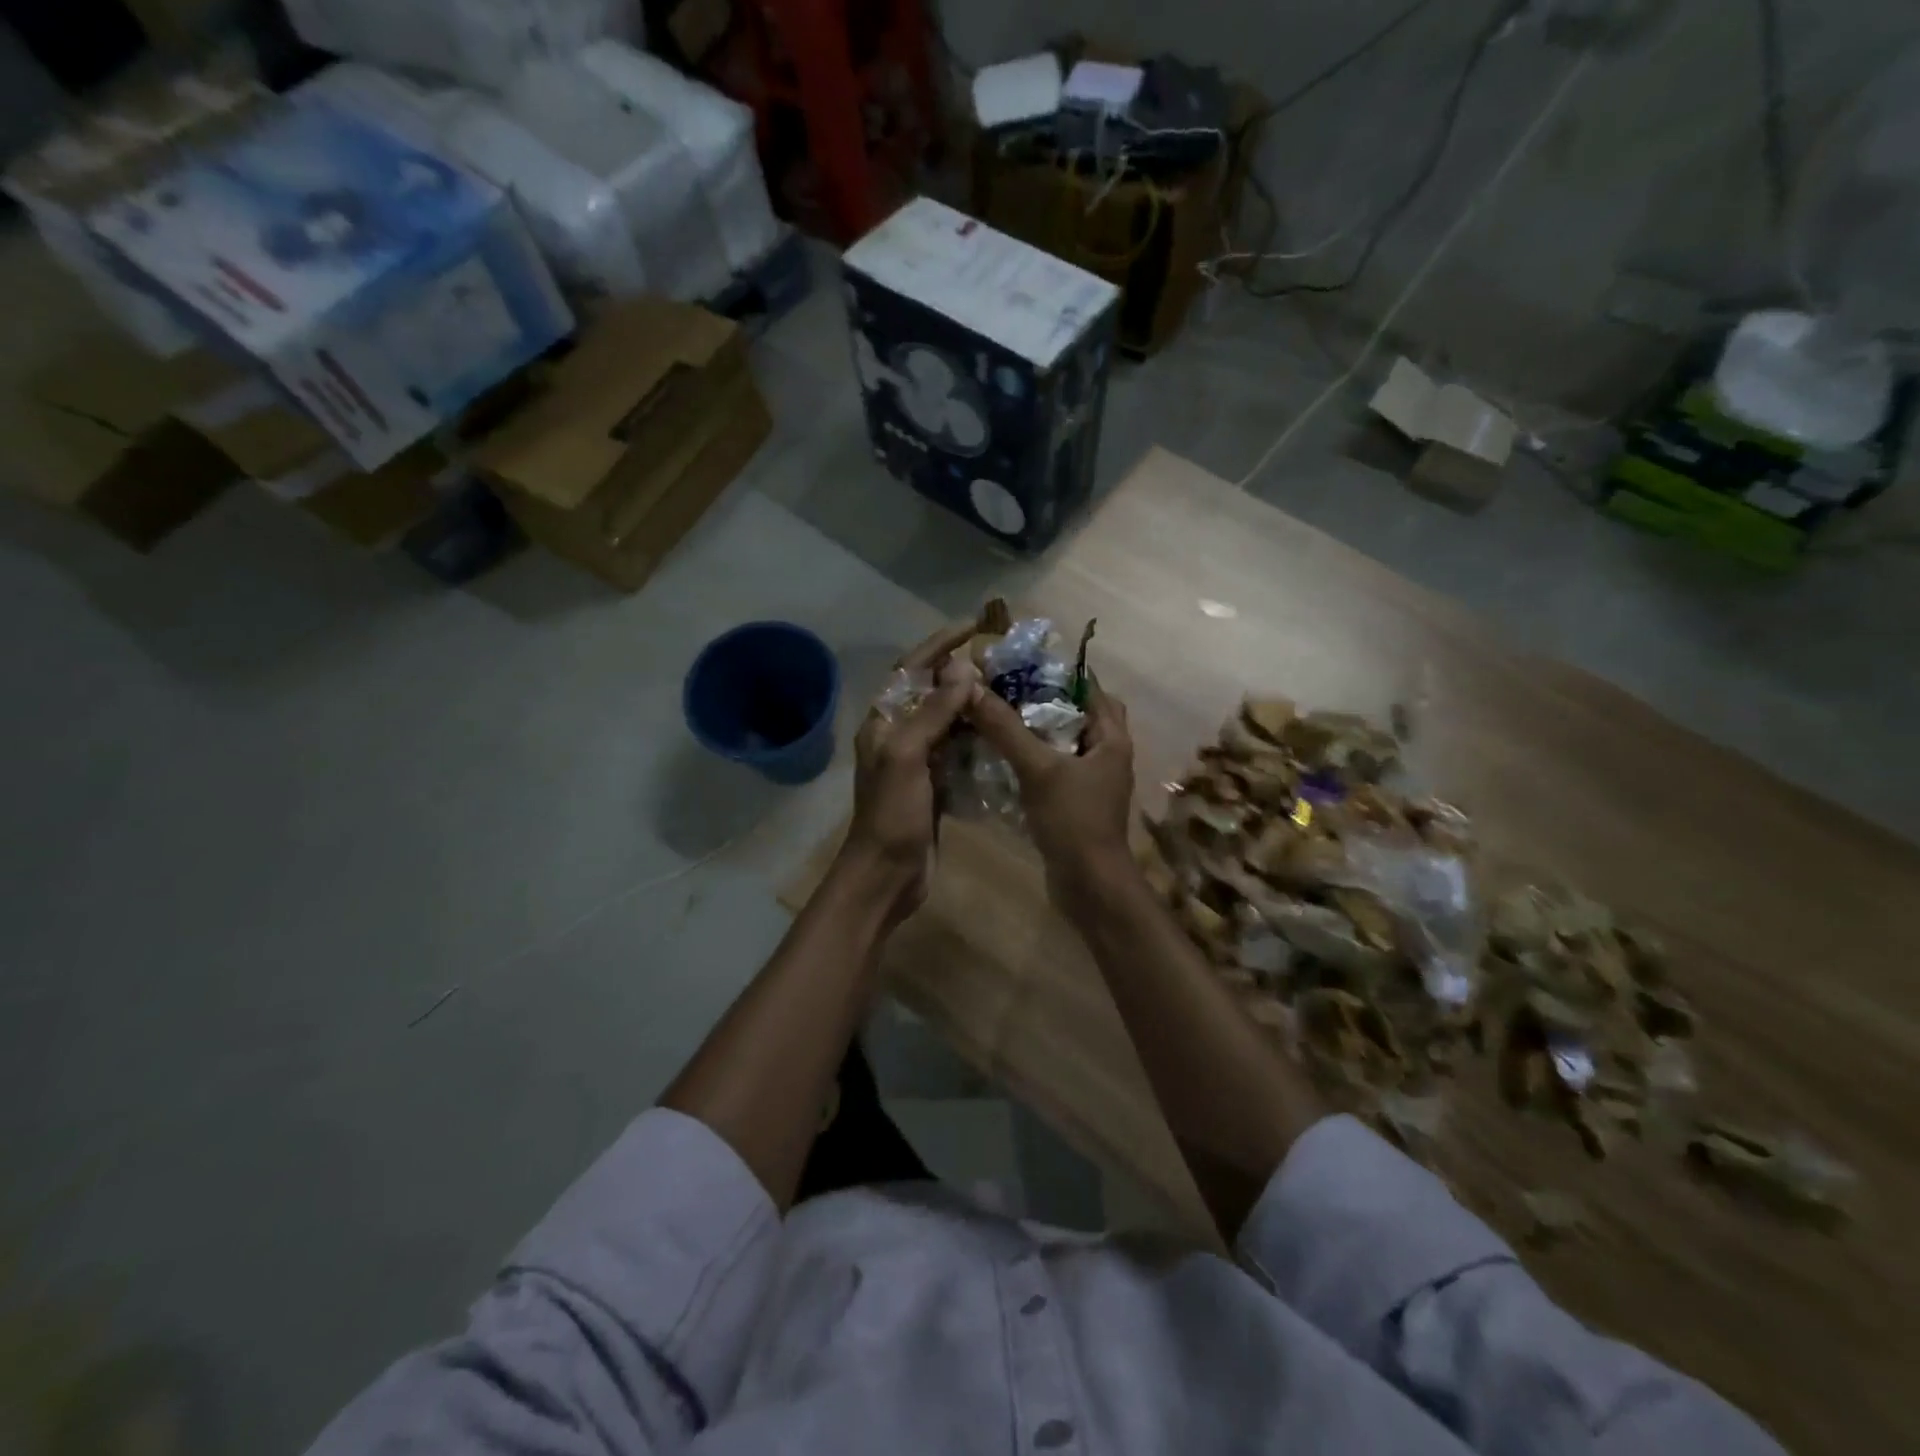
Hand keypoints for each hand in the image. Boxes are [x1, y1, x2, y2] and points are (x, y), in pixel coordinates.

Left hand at [837, 623, 980, 923]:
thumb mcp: (908, 756)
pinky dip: (978, 739)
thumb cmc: (892, 814)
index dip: (940, 644)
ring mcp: (917, 761)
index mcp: (884, 721)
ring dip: (973, 706)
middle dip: (962, 674)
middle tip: (1002, 661)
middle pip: (932, 692)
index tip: (974, 626)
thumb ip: (933, 712)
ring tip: (1010, 691)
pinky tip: (1004, 733)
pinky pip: (959, 750)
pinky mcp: (935, 784)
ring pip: (949, 722)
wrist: (887, 875)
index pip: (912, 669)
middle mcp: (898, 735)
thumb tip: (962, 668)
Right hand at [968, 681, 1136, 913]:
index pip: (1089, 687)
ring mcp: (1092, 780)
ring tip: (997, 717)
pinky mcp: (1076, 801)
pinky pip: (1054, 767)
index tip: (1019, 663)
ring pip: (1063, 741)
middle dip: (1042, 700)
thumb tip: (972, 688)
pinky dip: (1033, 757)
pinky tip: (1001, 756)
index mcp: (1111, 738)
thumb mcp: (1038, 768)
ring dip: (1035, 729)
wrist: (1088, 884)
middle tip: (1004, 691)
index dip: (1056, 671)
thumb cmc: (1073, 820)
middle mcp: (1107, 753)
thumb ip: (1006, 728)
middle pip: (1076, 713)